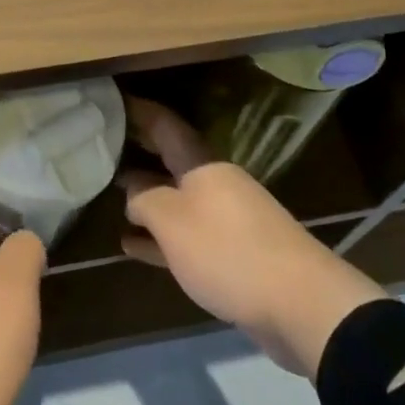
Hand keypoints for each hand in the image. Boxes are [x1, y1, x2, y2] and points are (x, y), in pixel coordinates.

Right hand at [119, 96, 387, 375]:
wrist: (300, 304)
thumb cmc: (227, 251)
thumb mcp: (172, 222)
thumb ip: (145, 201)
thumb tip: (133, 194)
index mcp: (202, 165)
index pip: (165, 125)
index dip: (139, 110)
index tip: (114, 100)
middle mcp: (215, 183)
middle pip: (171, 161)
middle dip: (140, 152)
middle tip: (103, 145)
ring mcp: (227, 219)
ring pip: (178, 200)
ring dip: (147, 200)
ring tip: (112, 198)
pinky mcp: (234, 255)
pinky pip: (188, 237)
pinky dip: (161, 239)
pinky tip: (133, 247)